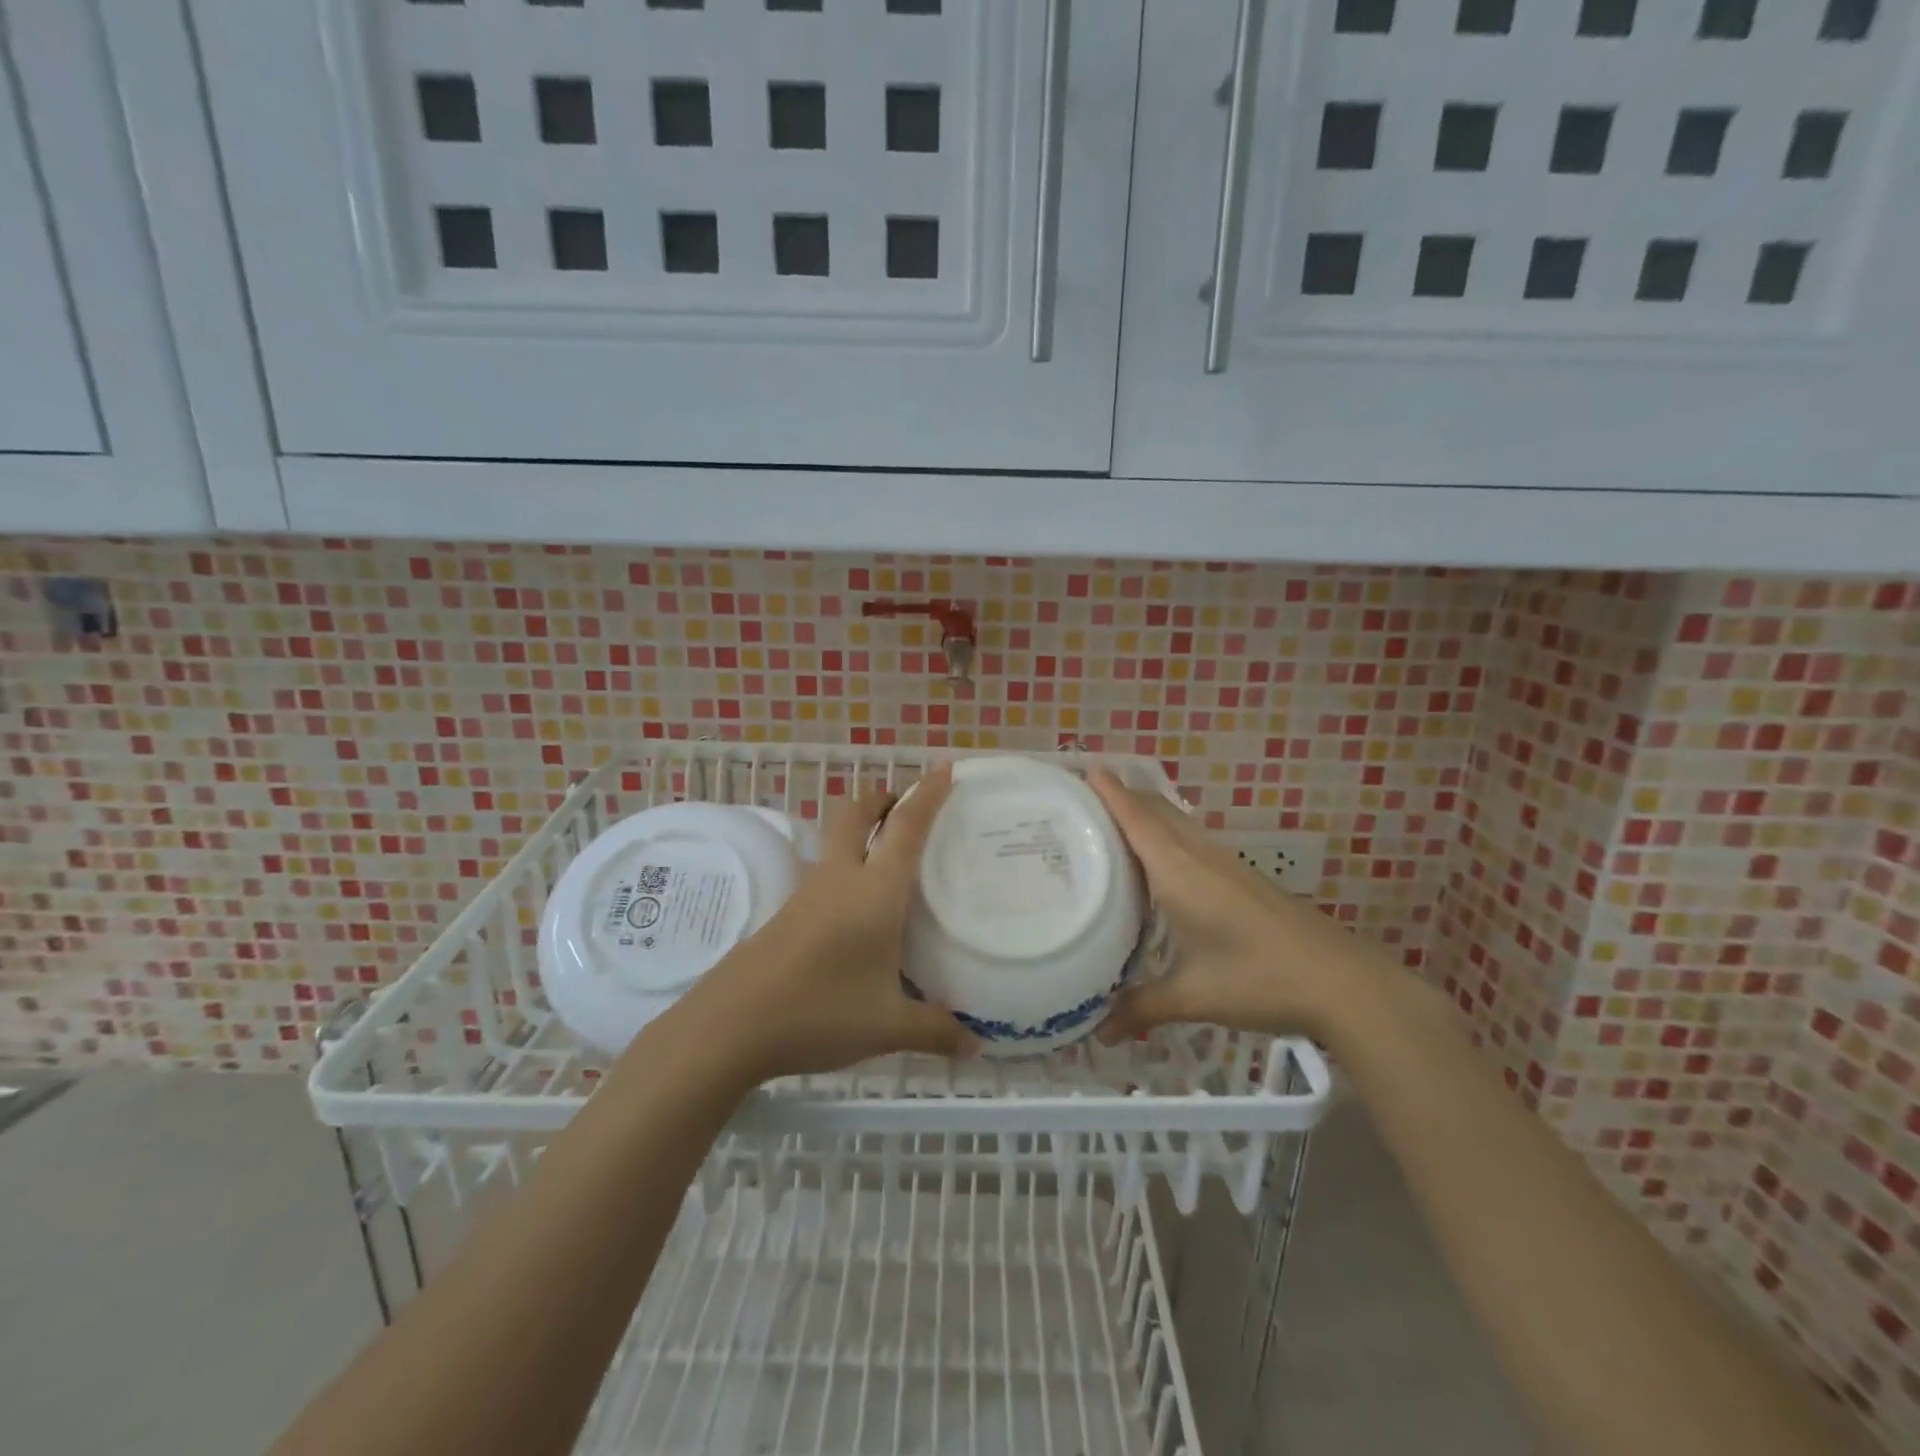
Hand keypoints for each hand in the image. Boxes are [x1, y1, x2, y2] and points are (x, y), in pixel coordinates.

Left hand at [685, 765, 975, 1081]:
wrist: (731, 1025)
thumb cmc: (819, 1012)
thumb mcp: (887, 1027)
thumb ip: (935, 1031)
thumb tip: (976, 1046)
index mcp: (874, 892)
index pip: (906, 828)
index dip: (927, 795)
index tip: (945, 769)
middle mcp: (840, 879)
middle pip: (856, 815)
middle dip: (882, 799)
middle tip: (905, 805)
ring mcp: (807, 894)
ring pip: (835, 842)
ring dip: (860, 831)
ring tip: (887, 855)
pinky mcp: (786, 914)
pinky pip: (823, 874)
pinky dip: (845, 868)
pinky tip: (855, 908)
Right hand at [1089, 770, 1371, 1042]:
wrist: (1342, 982)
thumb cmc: (1259, 978)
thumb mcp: (1194, 996)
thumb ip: (1143, 1008)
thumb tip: (1098, 1034)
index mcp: (1179, 871)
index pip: (1137, 818)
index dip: (1111, 792)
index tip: (1085, 768)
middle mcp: (1200, 856)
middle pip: (1157, 810)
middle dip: (1124, 796)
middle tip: (1084, 801)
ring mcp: (1226, 864)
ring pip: (1178, 823)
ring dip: (1147, 814)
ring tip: (1113, 825)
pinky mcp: (1244, 877)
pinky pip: (1193, 840)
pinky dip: (1168, 835)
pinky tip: (1163, 863)